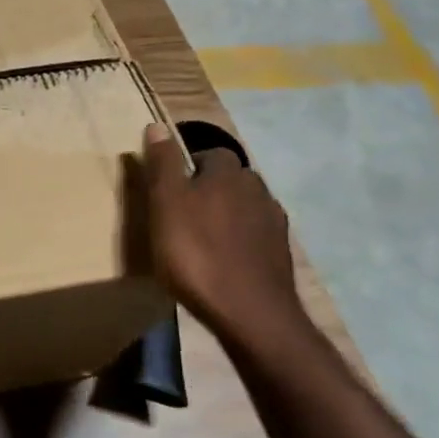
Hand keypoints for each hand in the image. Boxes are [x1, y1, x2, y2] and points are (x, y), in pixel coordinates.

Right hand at [138, 121, 306, 344]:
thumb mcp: (165, 203)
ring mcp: (274, 223)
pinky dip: (240, 240)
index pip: (211, 153)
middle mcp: (257, 190)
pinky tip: (224, 260)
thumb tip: (157, 125)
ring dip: (227, 215)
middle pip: (232, 179)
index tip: (170, 189)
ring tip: (202, 238)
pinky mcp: (281, 254)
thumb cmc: (196, 252)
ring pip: (245, 206)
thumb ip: (163, 164)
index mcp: (228, 174)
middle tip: (182, 213)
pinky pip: (256, 235)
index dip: (189, 166)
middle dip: (211, 189)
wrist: (250, 312)